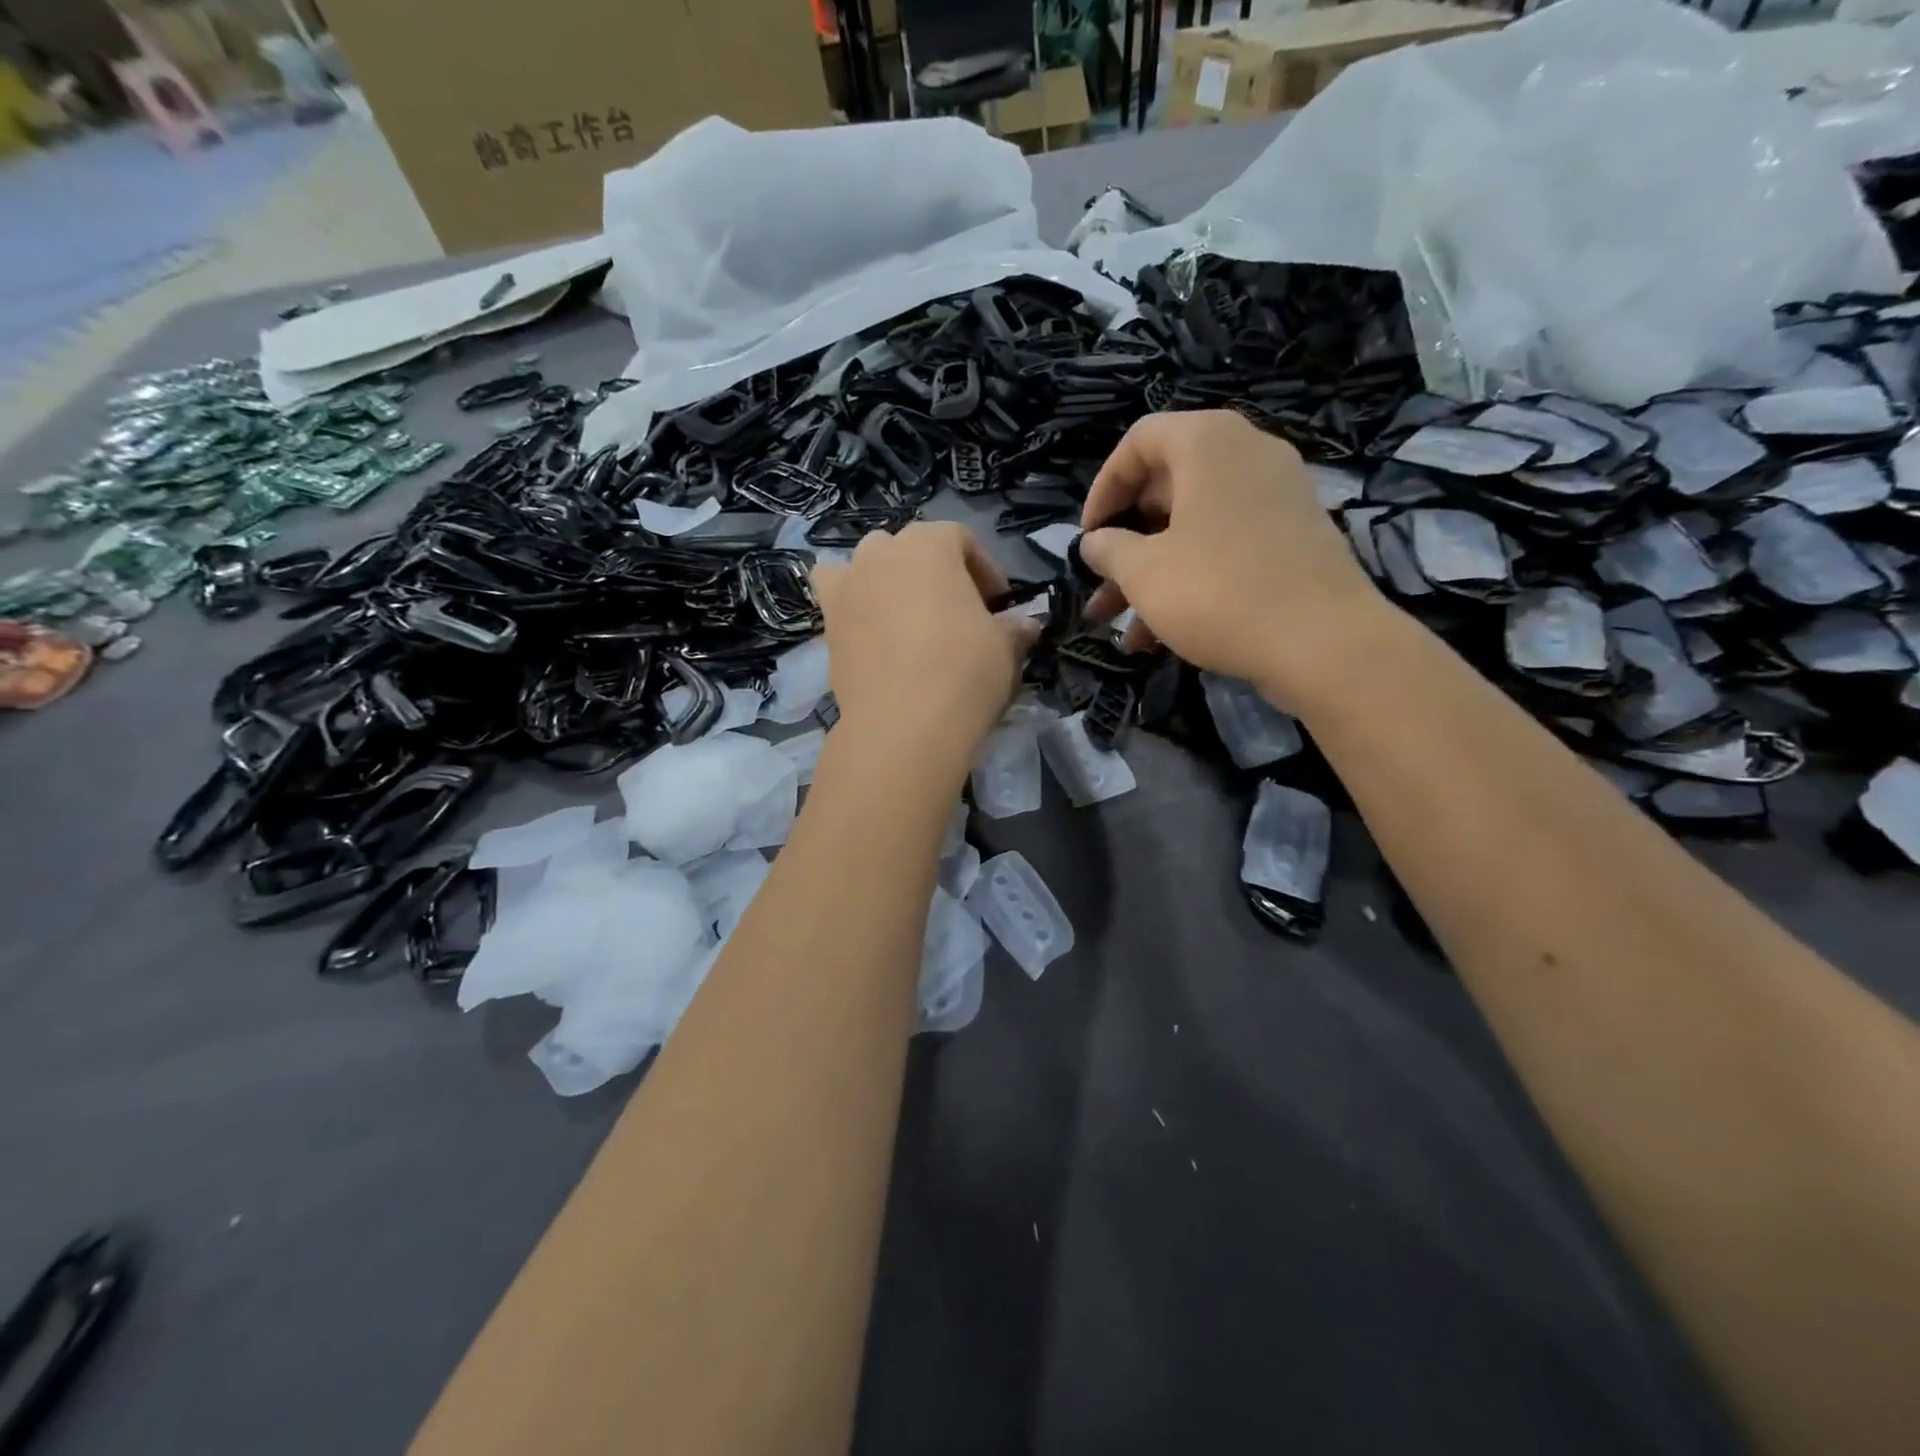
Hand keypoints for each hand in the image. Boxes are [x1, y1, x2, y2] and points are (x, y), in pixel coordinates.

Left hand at [810, 522, 1036, 770]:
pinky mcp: (828, 624)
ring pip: (867, 564)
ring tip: (908, 616)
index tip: (999, 604)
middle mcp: (882, 554)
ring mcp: (848, 587)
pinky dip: (850, 602)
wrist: (903, 725)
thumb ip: (1013, 629)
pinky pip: (836, 596)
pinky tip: (868, 628)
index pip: (961, 538)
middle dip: (936, 572)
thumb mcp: (1005, 649)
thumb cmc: (964, 673)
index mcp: (929, 546)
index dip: (984, 569)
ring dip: (888, 579)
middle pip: (911, 548)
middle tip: (957, 611)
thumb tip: (1025, 626)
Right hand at [1079, 411, 1396, 710]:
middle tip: (1100, 586)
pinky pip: (1227, 547)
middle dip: (1125, 544)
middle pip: (1166, 487)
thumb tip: (1095, 542)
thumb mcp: (1144, 572)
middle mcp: (1247, 455)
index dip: (1103, 488)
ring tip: (1122, 630)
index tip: (1087, 537)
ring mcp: (1278, 496)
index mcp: (1208, 443)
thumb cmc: (1218, 592)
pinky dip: (1192, 580)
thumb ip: (1109, 549)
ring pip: (1194, 527)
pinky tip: (1162, 637)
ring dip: (1152, 574)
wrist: (1325, 642)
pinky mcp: (1294, 537)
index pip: (1139, 440)